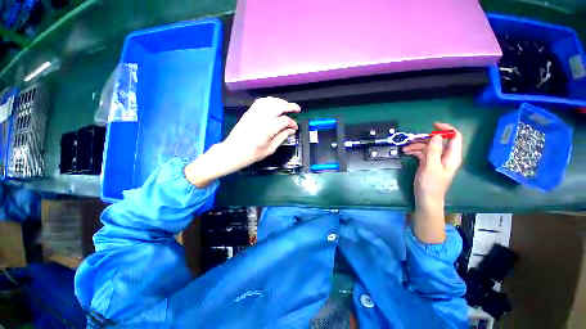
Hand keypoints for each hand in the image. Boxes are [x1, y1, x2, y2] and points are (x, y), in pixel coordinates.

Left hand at [185, 97, 299, 186]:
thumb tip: (291, 130)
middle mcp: (262, 117)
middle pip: (279, 106)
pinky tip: (273, 104)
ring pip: (270, 101)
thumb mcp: (270, 148)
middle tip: (297, 109)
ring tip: (286, 106)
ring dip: (280, 102)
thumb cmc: (252, 154)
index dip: (292, 123)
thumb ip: (282, 137)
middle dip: (290, 106)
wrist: (233, 152)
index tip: (295, 128)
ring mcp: (254, 113)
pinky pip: (260, 102)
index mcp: (269, 127)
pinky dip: (269, 101)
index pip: (285, 120)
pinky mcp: (249, 113)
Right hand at [402, 123, 462, 242]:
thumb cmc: (431, 184)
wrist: (426, 198)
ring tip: (405, 148)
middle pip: (438, 141)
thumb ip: (434, 150)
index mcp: (452, 156)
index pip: (455, 137)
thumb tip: (436, 135)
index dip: (446, 129)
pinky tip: (406, 152)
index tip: (432, 126)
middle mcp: (446, 156)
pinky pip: (423, 153)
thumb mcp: (431, 166)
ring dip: (417, 146)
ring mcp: (436, 160)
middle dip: (424, 139)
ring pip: (428, 147)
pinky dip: (415, 151)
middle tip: (411, 140)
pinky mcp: (429, 163)